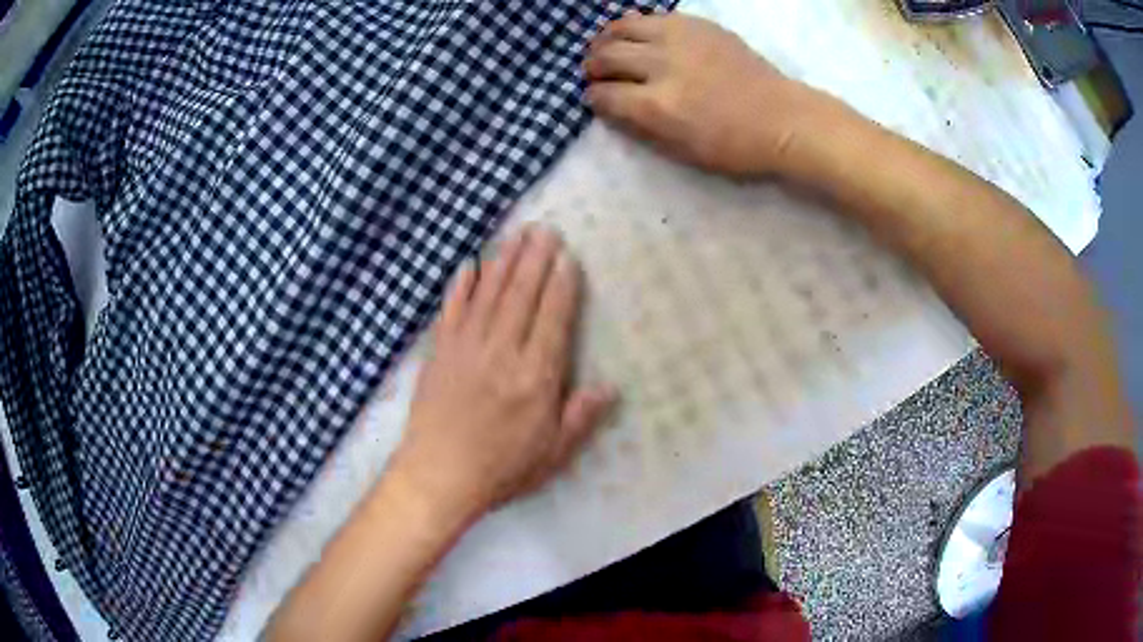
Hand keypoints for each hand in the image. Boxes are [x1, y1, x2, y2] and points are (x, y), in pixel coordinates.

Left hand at [390, 225, 615, 522]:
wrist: (438, 475)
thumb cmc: (501, 468)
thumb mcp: (553, 453)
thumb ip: (580, 417)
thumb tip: (609, 386)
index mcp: (535, 376)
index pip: (552, 318)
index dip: (562, 285)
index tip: (568, 257)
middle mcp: (502, 351)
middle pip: (522, 295)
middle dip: (535, 259)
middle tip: (545, 229)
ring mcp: (466, 347)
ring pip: (489, 294)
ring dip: (504, 261)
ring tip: (517, 234)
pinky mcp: (440, 352)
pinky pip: (452, 310)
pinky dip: (461, 286)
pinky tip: (469, 266)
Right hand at [583, 12, 815, 176]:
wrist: (782, 119)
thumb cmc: (734, 146)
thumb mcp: (681, 151)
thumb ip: (639, 127)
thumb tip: (609, 106)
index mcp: (657, 105)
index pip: (604, 94)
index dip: (593, 97)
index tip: (593, 98)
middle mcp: (662, 65)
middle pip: (606, 55)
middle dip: (592, 66)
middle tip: (594, 72)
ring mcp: (680, 39)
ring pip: (622, 27)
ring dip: (606, 39)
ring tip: (607, 47)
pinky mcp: (697, 24)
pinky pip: (652, 16)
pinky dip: (635, 25)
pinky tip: (637, 35)